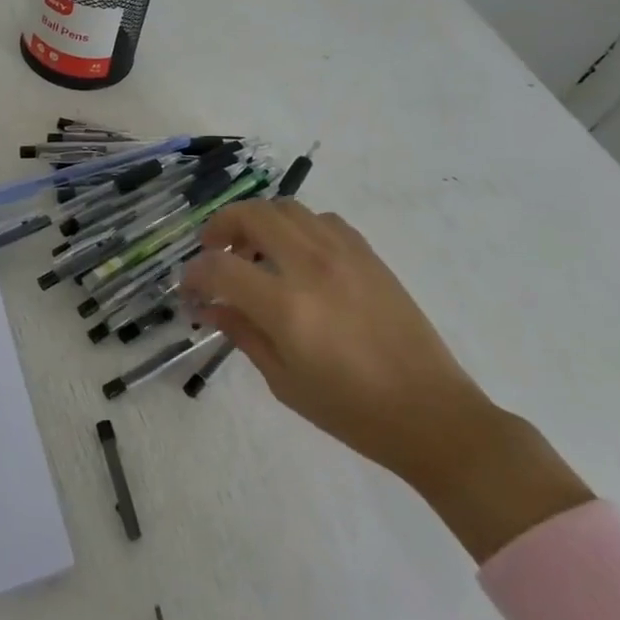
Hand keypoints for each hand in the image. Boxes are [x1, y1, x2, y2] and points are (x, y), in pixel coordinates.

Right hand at [183, 202, 590, 560]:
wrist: (430, 412)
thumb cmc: (350, 410)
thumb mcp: (283, 381)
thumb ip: (242, 333)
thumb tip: (211, 307)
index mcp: (286, 306)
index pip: (220, 268)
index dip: (194, 275)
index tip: (189, 290)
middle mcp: (312, 266)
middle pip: (251, 214)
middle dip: (220, 227)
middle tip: (214, 253)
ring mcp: (344, 253)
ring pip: (286, 207)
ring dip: (258, 221)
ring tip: (254, 251)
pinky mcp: (368, 254)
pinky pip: (322, 219)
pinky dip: (297, 226)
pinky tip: (297, 256)